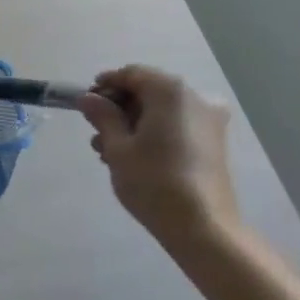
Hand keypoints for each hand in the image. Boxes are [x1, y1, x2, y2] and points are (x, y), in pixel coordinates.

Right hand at [79, 66, 239, 244]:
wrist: (202, 225)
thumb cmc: (153, 181)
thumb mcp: (118, 148)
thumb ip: (102, 117)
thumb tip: (88, 98)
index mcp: (170, 91)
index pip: (132, 74)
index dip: (106, 85)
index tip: (85, 104)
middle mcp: (195, 97)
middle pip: (149, 90)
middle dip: (120, 107)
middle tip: (96, 131)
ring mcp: (209, 120)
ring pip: (162, 110)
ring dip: (135, 123)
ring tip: (109, 151)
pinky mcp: (214, 141)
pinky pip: (177, 125)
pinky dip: (154, 133)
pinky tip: (135, 157)